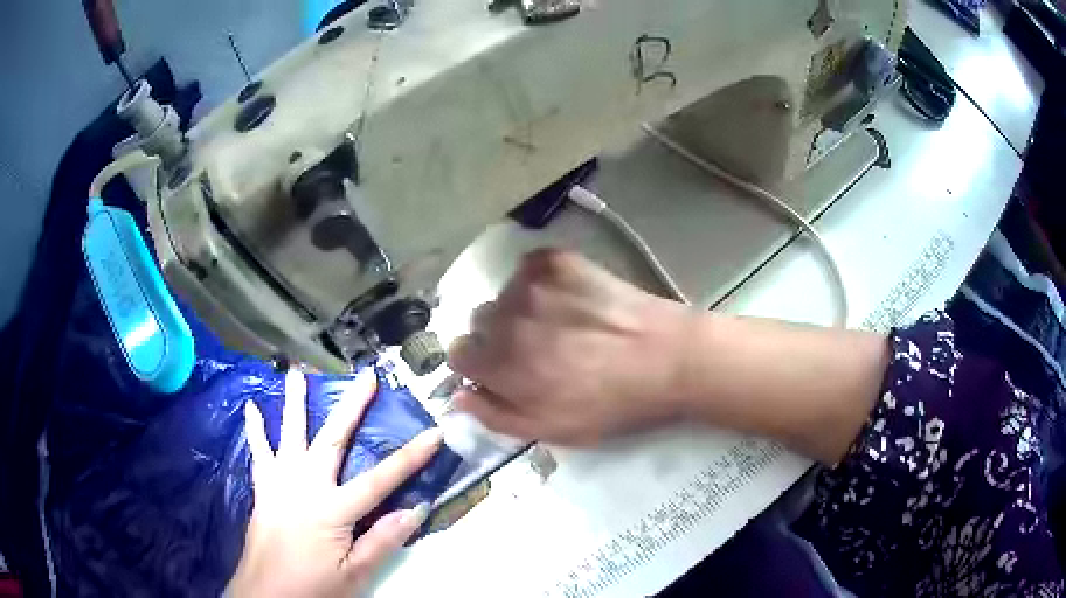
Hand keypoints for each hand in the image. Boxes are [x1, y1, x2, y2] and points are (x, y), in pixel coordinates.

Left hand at [228, 370, 442, 597]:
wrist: (266, 593)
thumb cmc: (313, 585)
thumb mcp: (355, 573)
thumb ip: (382, 540)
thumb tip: (416, 509)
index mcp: (333, 509)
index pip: (381, 479)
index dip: (410, 457)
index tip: (434, 432)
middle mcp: (306, 485)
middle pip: (333, 440)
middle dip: (352, 407)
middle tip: (367, 378)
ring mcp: (280, 482)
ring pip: (290, 434)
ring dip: (295, 403)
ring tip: (296, 372)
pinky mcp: (263, 487)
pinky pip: (258, 452)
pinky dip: (255, 429)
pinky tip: (251, 408)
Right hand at [447, 249, 692, 445]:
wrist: (666, 359)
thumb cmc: (611, 403)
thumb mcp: (552, 429)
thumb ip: (496, 416)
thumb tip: (459, 396)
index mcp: (502, 364)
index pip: (458, 354)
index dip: (479, 365)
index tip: (503, 370)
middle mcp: (507, 319)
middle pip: (480, 323)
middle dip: (499, 337)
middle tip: (539, 348)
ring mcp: (532, 284)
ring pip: (504, 296)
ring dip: (520, 309)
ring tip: (561, 322)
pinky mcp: (558, 261)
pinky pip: (527, 268)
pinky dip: (539, 282)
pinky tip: (569, 298)